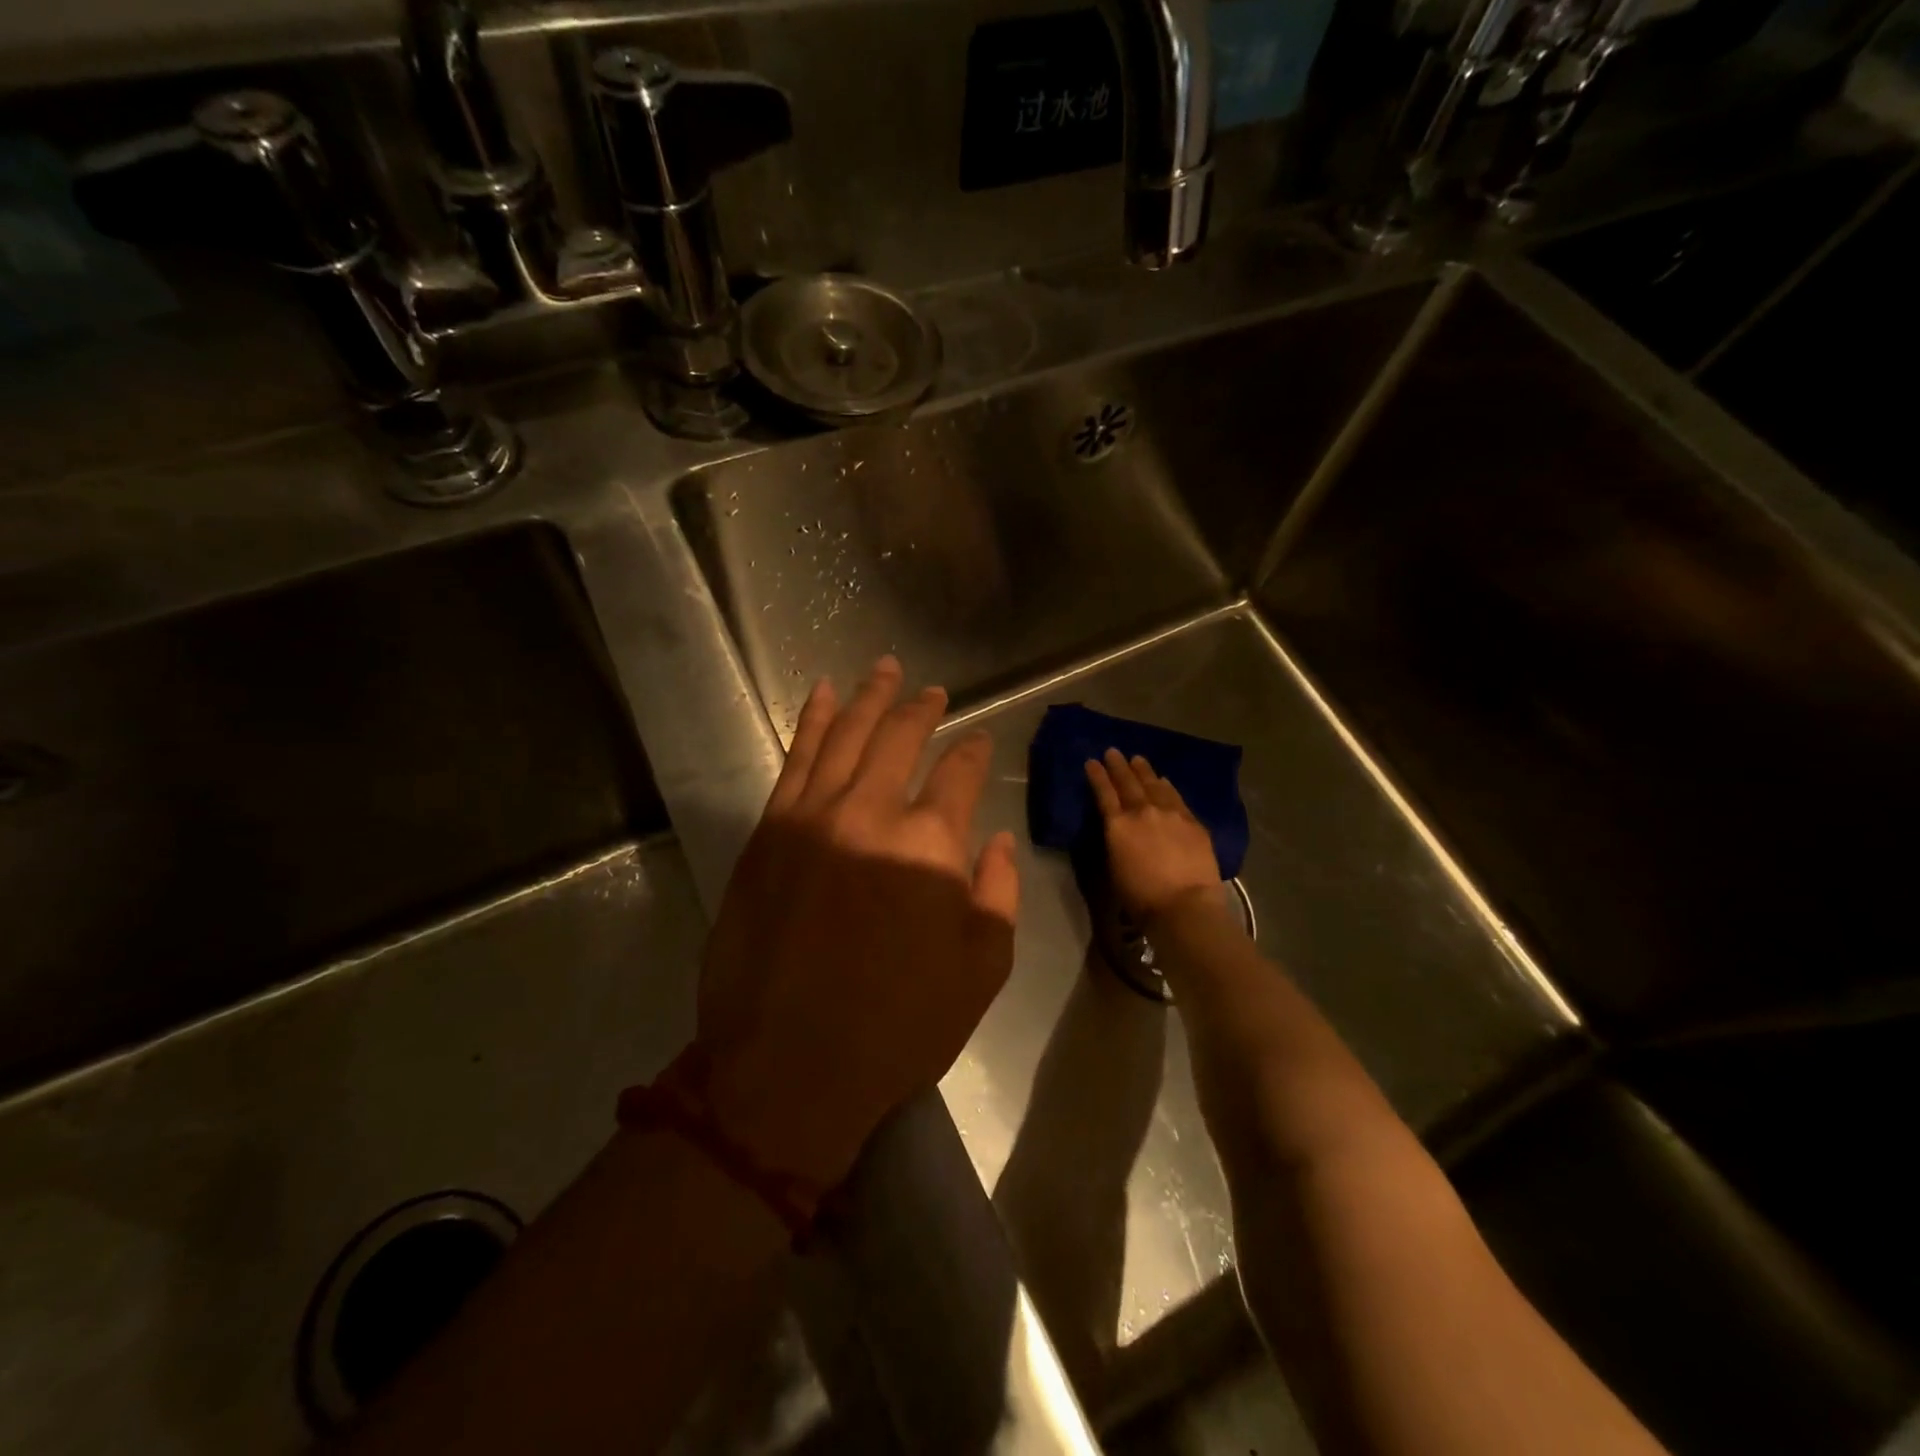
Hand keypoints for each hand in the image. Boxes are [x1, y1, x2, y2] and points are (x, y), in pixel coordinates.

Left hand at [688, 657, 1019, 1192]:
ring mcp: (813, 817)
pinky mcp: (769, 831)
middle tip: (933, 690)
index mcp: (931, 845)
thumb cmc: (897, 1028)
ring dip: (869, 698)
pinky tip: (824, 697)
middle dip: (922, 709)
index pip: (958, 773)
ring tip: (884, 669)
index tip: (978, 739)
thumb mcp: (980, 970)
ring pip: (846, 735)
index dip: (972, 751)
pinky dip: (812, 722)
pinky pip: (795, 760)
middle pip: (900, 739)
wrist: (786, 1069)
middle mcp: (871, 813)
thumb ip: (997, 893)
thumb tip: (997, 840)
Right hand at [1085, 748, 1223, 926]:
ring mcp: (1170, 813)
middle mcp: (1142, 812)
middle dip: (1118, 766)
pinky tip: (1165, 781)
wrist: (1185, 905)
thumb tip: (1120, 829)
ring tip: (1138, 759)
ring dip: (1144, 771)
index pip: (1104, 793)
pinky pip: (1176, 797)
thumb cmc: (1141, 897)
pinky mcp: (1192, 821)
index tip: (1092, 761)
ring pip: (1154, 784)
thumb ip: (1116, 841)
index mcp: (1117, 826)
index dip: (1097, 776)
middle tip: (1113, 752)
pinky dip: (1167, 786)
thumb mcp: (1115, 868)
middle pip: (1128, 782)